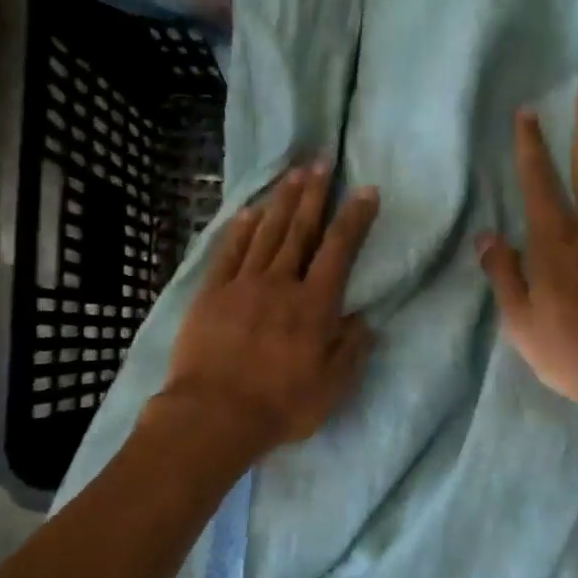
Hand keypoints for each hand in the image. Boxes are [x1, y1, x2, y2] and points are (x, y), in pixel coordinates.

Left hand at [160, 163, 379, 455]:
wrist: (215, 415)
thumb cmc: (281, 404)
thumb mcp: (332, 386)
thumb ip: (351, 349)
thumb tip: (363, 319)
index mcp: (315, 305)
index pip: (339, 250)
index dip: (354, 218)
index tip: (365, 190)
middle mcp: (281, 284)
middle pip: (300, 230)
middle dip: (314, 194)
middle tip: (321, 162)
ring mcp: (243, 285)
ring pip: (267, 234)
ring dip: (281, 202)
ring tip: (293, 174)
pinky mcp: (212, 294)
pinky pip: (229, 253)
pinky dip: (240, 230)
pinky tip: (249, 212)